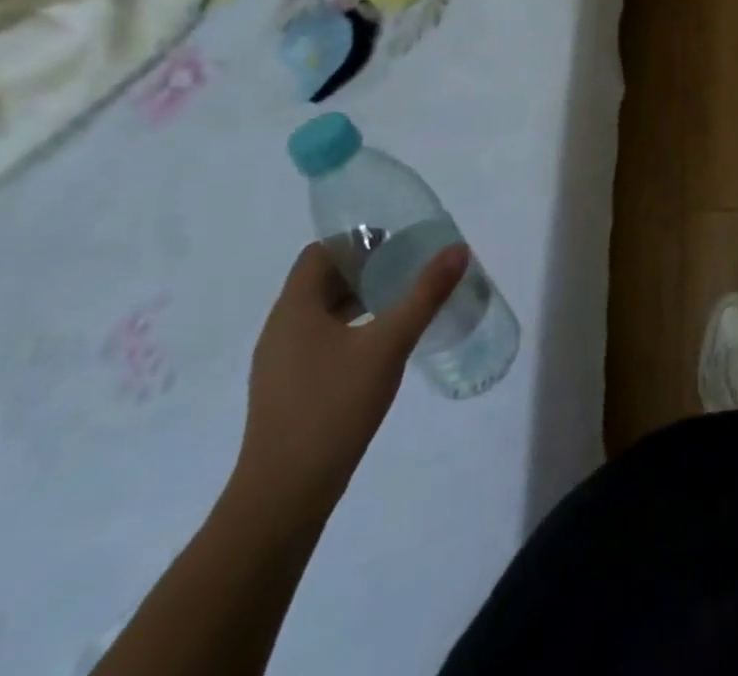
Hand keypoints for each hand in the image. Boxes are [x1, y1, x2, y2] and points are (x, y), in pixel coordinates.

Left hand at [233, 241, 468, 514]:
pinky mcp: (288, 390)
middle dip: (366, 268)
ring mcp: (280, 363)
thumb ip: (425, 294)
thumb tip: (457, 249)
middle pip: (322, 280)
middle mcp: (281, 329)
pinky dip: (350, 329)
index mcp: (295, 309)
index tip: (397, 244)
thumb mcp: (389, 344)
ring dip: (359, 300)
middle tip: (410, 269)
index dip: (357, 241)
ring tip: (402, 303)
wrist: (283, 497)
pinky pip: (320, 340)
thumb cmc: (333, 407)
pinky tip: (380, 347)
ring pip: (322, 312)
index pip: (320, 253)